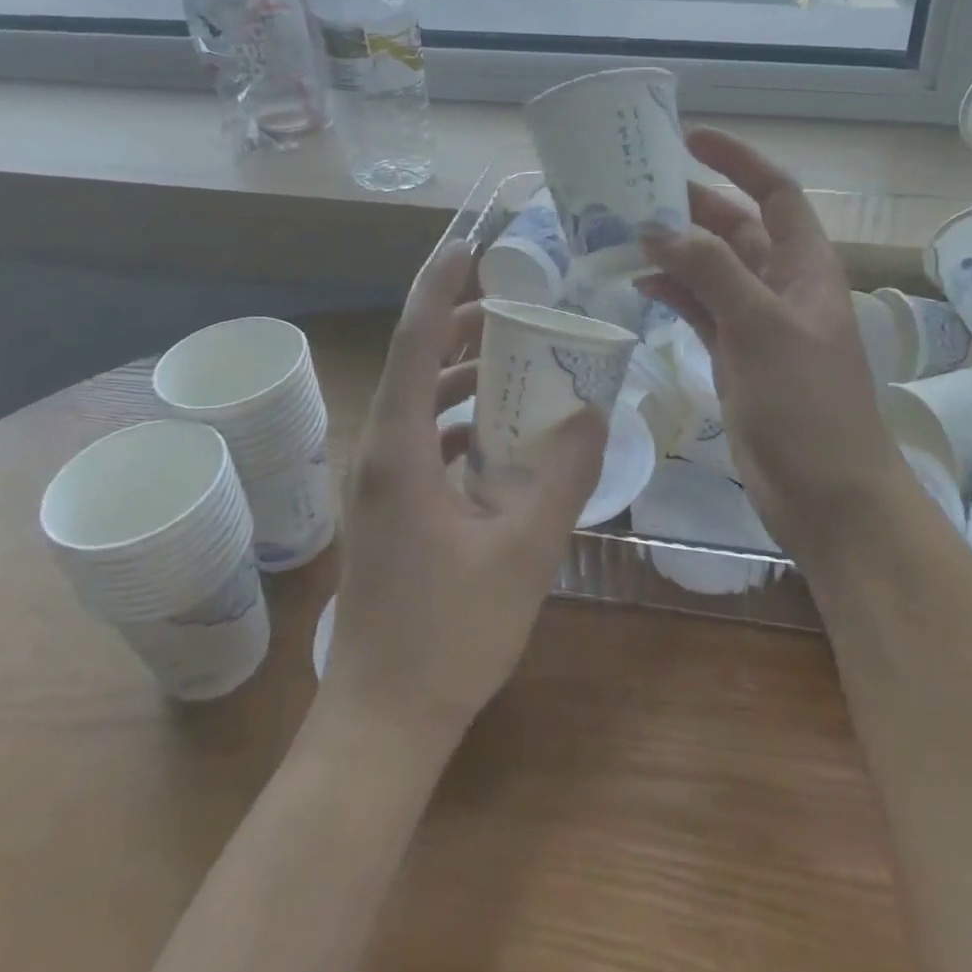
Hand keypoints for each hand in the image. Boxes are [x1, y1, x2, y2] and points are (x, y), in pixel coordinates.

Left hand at [324, 242, 606, 743]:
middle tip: (515, 308)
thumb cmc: (449, 636)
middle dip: (460, 328)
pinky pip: (424, 442)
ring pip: (419, 405)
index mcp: (399, 451)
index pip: (415, 345)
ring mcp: (381, 486)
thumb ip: (562, 476)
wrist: (384, 723)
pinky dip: (460, 421)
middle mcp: (380, 455)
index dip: (438, 289)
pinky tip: (500, 435)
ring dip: (461, 376)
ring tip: (514, 361)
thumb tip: (592, 409)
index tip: (466, 248)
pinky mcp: (391, 512)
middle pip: (415, 366)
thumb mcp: (523, 551)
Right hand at [640, 129, 907, 568]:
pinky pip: (699, 310)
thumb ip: (711, 272)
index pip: (775, 192)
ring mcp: (756, 323)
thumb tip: (657, 229)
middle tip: (633, 190)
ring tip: (622, 233)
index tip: (689, 139)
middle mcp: (781, 286)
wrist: (826, 493)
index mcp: (805, 266)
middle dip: (691, 206)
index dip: (737, 160)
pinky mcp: (734, 357)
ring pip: (711, 270)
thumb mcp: (762, 327)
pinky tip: (638, 284)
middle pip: (735, 228)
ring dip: (674, 252)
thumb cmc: (808, 403)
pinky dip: (672, 295)